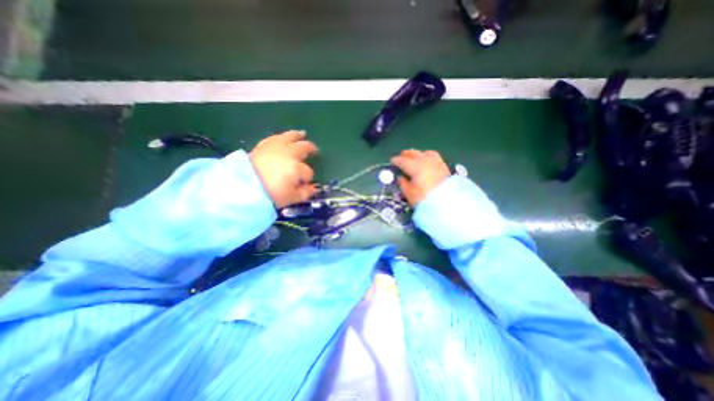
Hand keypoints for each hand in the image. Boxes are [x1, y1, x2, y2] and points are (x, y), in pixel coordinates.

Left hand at [249, 130, 319, 207]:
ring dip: (298, 135)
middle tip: (314, 150)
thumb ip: (305, 193)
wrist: (243, 185)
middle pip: (304, 148)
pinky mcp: (264, 144)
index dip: (308, 177)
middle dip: (310, 149)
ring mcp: (277, 147)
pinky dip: (282, 137)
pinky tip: (283, 137)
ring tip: (302, 134)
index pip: (308, 172)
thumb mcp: (291, 198)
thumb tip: (314, 189)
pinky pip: (276, 137)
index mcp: (297, 168)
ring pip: (291, 137)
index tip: (305, 182)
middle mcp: (289, 154)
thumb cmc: (270, 193)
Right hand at [394, 149, 446, 205]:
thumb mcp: (409, 193)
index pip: (403, 161)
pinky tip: (427, 161)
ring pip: (425, 153)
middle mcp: (425, 162)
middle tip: (402, 156)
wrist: (446, 204)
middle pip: (414, 154)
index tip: (392, 161)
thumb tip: (400, 177)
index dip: (396, 160)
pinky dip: (428, 157)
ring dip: (418, 154)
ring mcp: (436, 163)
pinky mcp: (444, 167)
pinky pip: (435, 157)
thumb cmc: (424, 199)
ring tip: (415, 157)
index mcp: (415, 167)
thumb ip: (403, 183)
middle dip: (406, 154)